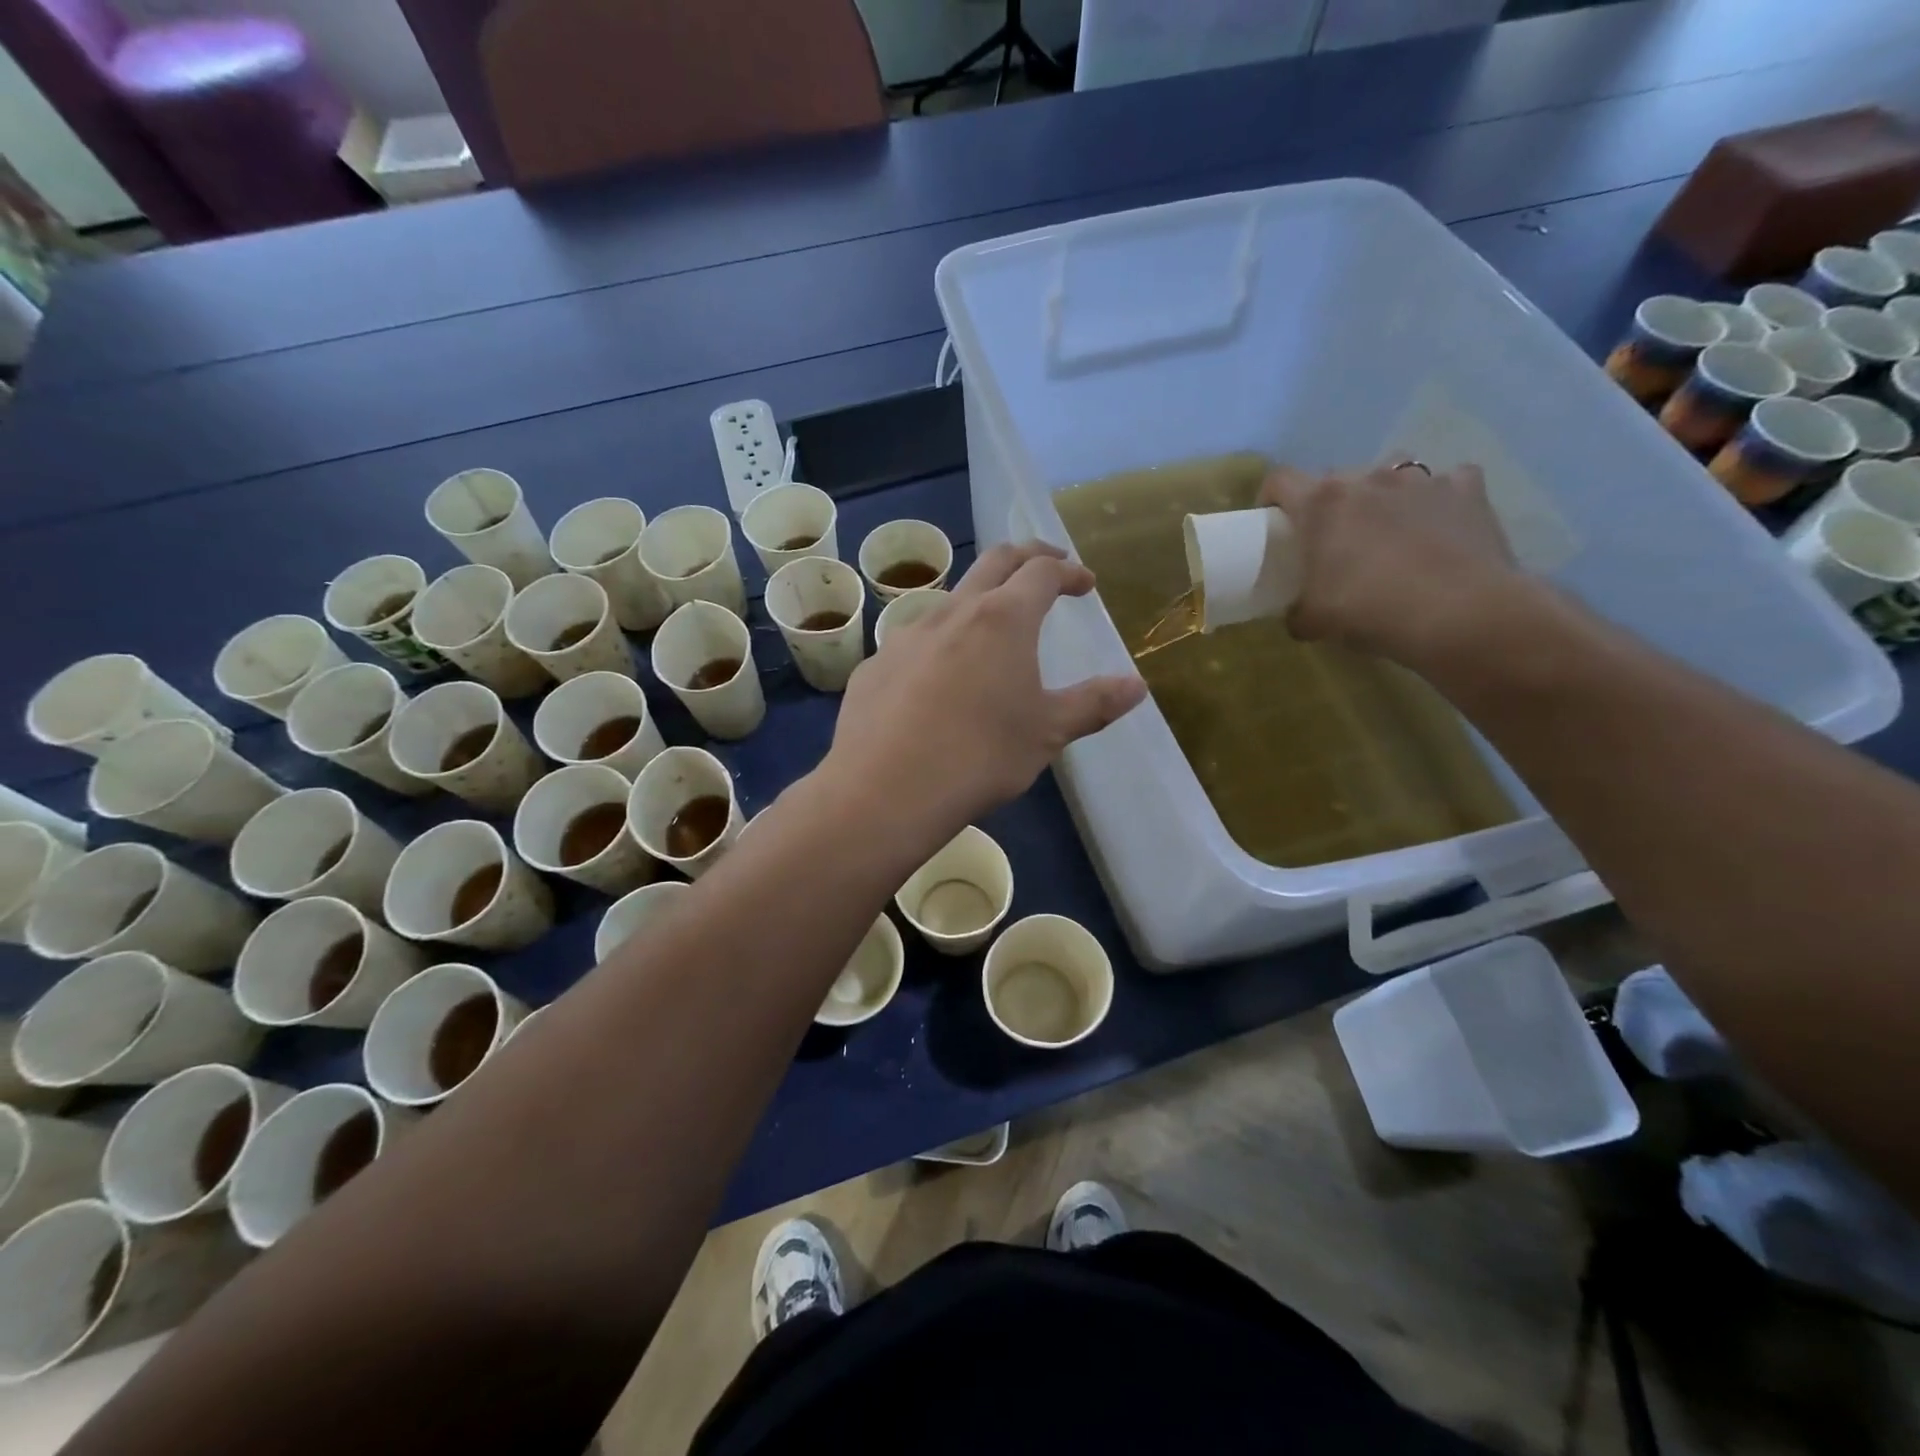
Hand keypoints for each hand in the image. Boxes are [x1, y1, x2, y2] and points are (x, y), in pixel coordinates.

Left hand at [823, 542, 1146, 837]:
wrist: (886, 789)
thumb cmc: (981, 756)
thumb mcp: (1047, 733)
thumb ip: (1094, 704)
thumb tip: (1137, 685)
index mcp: (1003, 619)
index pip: (1042, 572)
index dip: (1068, 571)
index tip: (1085, 583)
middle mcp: (953, 612)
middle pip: (994, 562)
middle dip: (1026, 557)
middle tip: (1046, 566)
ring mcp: (906, 636)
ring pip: (949, 601)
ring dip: (978, 602)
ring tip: (991, 630)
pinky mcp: (875, 666)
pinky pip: (914, 643)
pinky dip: (938, 645)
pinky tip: (937, 682)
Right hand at [1261, 463, 1525, 665]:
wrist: (1460, 614)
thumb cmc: (1371, 610)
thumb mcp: (1314, 621)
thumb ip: (1298, 611)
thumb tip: (1299, 615)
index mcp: (1321, 503)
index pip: (1280, 480)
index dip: (1272, 498)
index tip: (1276, 523)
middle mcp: (1368, 479)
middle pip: (1336, 478)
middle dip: (1332, 503)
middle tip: (1336, 540)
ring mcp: (1422, 479)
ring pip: (1392, 474)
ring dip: (1384, 495)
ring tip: (1390, 530)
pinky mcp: (1468, 489)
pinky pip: (1448, 483)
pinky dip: (1439, 500)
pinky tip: (1441, 527)